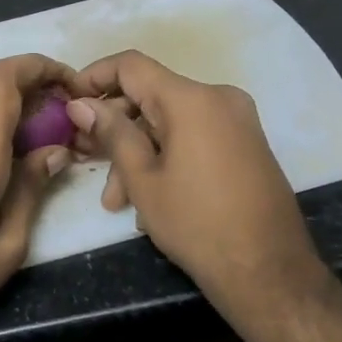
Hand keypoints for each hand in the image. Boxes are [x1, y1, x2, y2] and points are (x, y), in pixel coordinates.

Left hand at [0, 54, 73, 341]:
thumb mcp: (6, 245)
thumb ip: (32, 189)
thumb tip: (56, 151)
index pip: (2, 77)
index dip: (38, 66)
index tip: (70, 83)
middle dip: (35, 90)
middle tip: (68, 120)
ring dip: (15, 112)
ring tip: (49, 145)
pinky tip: (12, 165)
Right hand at [66, 50, 327, 333]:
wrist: (272, 275)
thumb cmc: (199, 225)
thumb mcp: (143, 180)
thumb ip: (111, 133)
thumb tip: (80, 103)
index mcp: (192, 99)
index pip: (131, 65)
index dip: (94, 77)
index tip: (70, 101)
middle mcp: (218, 98)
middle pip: (151, 96)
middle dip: (115, 128)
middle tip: (86, 159)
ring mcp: (237, 121)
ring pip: (171, 122)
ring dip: (139, 152)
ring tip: (116, 201)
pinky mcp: (246, 144)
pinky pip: (195, 136)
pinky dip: (168, 156)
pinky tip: (150, 201)